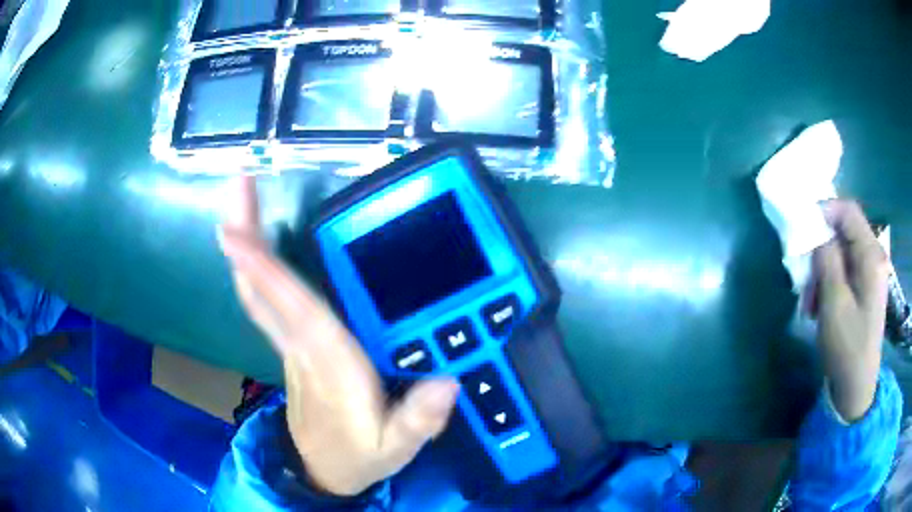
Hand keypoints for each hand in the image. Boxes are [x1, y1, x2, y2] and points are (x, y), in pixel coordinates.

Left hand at [218, 176, 459, 495]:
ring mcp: (289, 344)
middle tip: (238, 184)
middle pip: (261, 288)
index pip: (296, 311)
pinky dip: (254, 265)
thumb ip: (419, 419)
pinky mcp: (289, 344)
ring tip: (241, 196)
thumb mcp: (396, 447)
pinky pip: (263, 298)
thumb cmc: (359, 454)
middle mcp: (301, 345)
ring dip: (245, 243)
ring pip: (255, 290)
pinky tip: (255, 238)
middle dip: (244, 236)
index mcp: (330, 365)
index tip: (235, 231)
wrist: (323, 470)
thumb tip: (446, 382)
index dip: (266, 270)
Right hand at [811, 200, 889, 421]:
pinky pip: (845, 271)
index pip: (848, 211)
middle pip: (844, 232)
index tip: (802, 226)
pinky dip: (829, 282)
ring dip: (822, 270)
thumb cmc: (847, 347)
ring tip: (810, 300)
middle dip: (821, 248)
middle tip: (804, 276)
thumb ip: (827, 260)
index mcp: (871, 256)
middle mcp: (874, 257)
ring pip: (842, 253)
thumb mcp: (834, 304)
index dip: (825, 210)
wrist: (855, 387)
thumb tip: (817, 231)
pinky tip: (819, 305)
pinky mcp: (865, 288)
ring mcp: (870, 274)